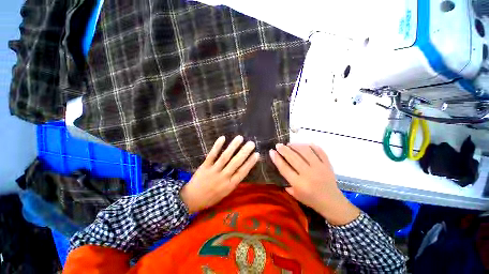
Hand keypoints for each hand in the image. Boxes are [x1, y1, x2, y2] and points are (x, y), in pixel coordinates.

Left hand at [180, 136, 258, 213]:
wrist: (192, 199)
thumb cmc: (212, 197)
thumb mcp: (226, 193)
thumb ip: (234, 181)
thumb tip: (243, 168)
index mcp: (230, 185)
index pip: (242, 172)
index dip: (250, 163)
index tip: (256, 154)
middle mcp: (223, 177)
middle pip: (235, 163)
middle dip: (244, 152)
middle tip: (251, 143)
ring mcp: (213, 171)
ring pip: (225, 157)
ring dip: (233, 147)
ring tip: (240, 138)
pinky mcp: (204, 166)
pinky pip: (212, 155)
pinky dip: (217, 146)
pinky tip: (223, 138)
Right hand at [269, 143, 359, 224]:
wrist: (332, 203)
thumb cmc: (311, 200)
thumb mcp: (295, 195)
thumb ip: (286, 181)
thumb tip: (279, 165)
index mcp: (299, 184)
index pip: (284, 168)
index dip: (276, 158)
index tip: (271, 151)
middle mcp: (308, 174)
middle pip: (293, 157)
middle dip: (284, 149)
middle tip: (278, 145)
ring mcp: (319, 168)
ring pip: (305, 151)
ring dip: (295, 146)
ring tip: (289, 144)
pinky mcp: (327, 164)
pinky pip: (319, 151)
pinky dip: (310, 146)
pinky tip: (303, 144)